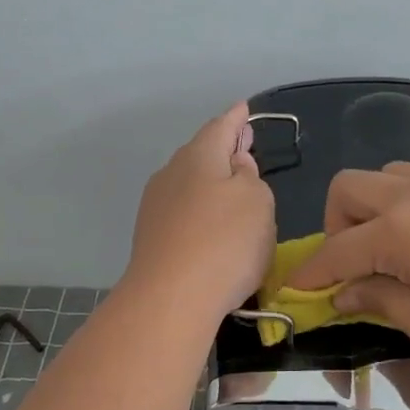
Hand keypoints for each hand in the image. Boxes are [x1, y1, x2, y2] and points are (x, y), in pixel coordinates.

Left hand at [125, 103, 276, 317]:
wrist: (170, 300)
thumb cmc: (224, 243)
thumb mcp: (258, 203)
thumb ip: (251, 177)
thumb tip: (235, 166)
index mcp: (198, 156)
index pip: (220, 127)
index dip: (236, 119)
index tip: (244, 109)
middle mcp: (171, 174)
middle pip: (201, 155)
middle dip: (223, 151)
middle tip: (243, 149)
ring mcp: (156, 207)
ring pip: (189, 185)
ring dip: (211, 184)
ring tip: (231, 191)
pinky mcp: (151, 239)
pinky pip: (183, 213)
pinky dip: (201, 212)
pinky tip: (211, 227)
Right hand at [285, 162, 409, 360]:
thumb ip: (381, 302)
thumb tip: (345, 293)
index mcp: (396, 232)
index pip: (336, 251)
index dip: (312, 272)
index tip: (297, 289)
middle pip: (347, 189)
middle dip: (334, 224)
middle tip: (352, 263)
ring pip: (384, 175)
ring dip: (371, 207)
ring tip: (391, 247)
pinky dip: (408, 200)